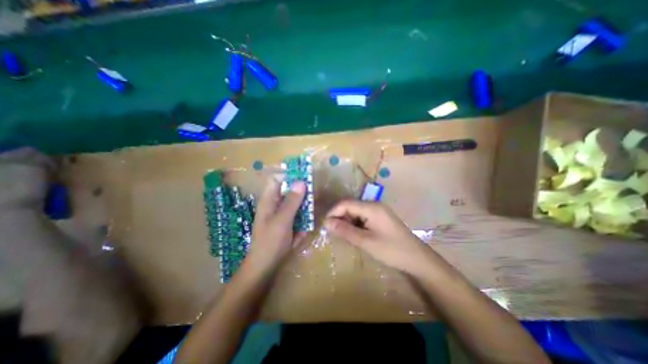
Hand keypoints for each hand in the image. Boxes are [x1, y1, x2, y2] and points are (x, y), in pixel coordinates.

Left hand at [248, 175, 308, 272]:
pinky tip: (299, 235)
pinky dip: (300, 223)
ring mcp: (281, 214)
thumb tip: (301, 181)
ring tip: (303, 225)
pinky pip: (297, 217)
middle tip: (311, 202)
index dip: (289, 175)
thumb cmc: (270, 242)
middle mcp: (274, 204)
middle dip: (301, 196)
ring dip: (303, 212)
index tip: (305, 176)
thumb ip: (292, 201)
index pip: (277, 179)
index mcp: (269, 200)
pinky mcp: (286, 223)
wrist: (265, 267)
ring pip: (295, 204)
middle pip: (289, 191)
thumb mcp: (282, 220)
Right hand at [327, 201, 437, 273]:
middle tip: (332, 232)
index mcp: (371, 207)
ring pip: (355, 211)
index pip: (346, 203)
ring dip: (347, 221)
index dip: (333, 212)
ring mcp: (378, 210)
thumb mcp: (366, 241)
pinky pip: (362, 216)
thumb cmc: (391, 250)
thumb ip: (345, 231)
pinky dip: (355, 223)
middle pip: (350, 206)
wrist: (417, 258)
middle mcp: (374, 205)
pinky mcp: (380, 217)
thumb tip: (327, 223)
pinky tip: (354, 234)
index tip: (325, 225)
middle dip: (339, 217)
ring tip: (342, 235)